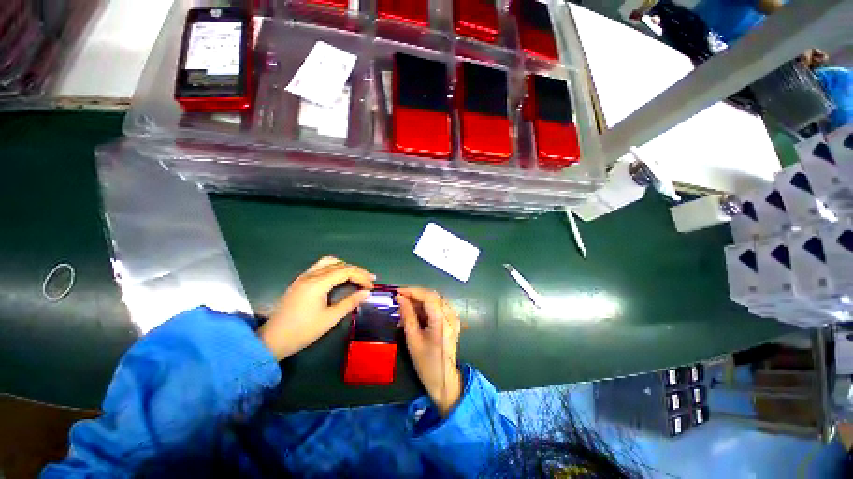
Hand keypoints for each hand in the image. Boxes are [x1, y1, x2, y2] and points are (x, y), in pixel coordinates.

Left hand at [258, 256, 374, 359]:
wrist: (272, 340)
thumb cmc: (303, 331)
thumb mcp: (330, 318)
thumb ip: (350, 302)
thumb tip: (367, 293)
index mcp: (318, 283)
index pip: (346, 271)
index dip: (362, 276)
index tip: (372, 286)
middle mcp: (311, 275)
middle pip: (339, 265)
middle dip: (356, 270)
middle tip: (369, 280)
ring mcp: (304, 276)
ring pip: (329, 262)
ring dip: (345, 267)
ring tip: (356, 276)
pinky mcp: (300, 281)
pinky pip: (320, 267)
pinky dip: (334, 268)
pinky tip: (339, 278)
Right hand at [396, 287, 462, 416]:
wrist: (444, 380)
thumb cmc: (426, 363)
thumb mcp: (413, 339)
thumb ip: (407, 315)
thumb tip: (400, 298)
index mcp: (442, 320)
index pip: (428, 296)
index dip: (412, 291)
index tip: (397, 292)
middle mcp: (450, 315)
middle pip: (432, 296)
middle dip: (414, 296)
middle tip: (399, 302)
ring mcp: (453, 317)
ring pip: (434, 301)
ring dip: (418, 303)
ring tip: (403, 312)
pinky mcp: (452, 321)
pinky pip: (437, 308)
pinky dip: (425, 309)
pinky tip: (414, 316)